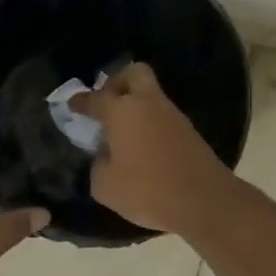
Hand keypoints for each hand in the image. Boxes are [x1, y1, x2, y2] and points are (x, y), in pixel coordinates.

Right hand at [68, 63, 233, 234]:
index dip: (81, 101)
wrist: (203, 201)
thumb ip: (98, 164)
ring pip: (151, 95)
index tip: (72, 104)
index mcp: (123, 111)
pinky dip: (149, 122)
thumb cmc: (147, 190)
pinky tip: (141, 145)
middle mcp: (148, 104)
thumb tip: (104, 155)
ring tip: (121, 131)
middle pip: (134, 73)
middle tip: (106, 103)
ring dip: (135, 105)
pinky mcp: (188, 131)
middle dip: (117, 82)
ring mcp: (172, 115)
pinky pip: (162, 116)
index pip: (96, 98)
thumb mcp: (105, 185)